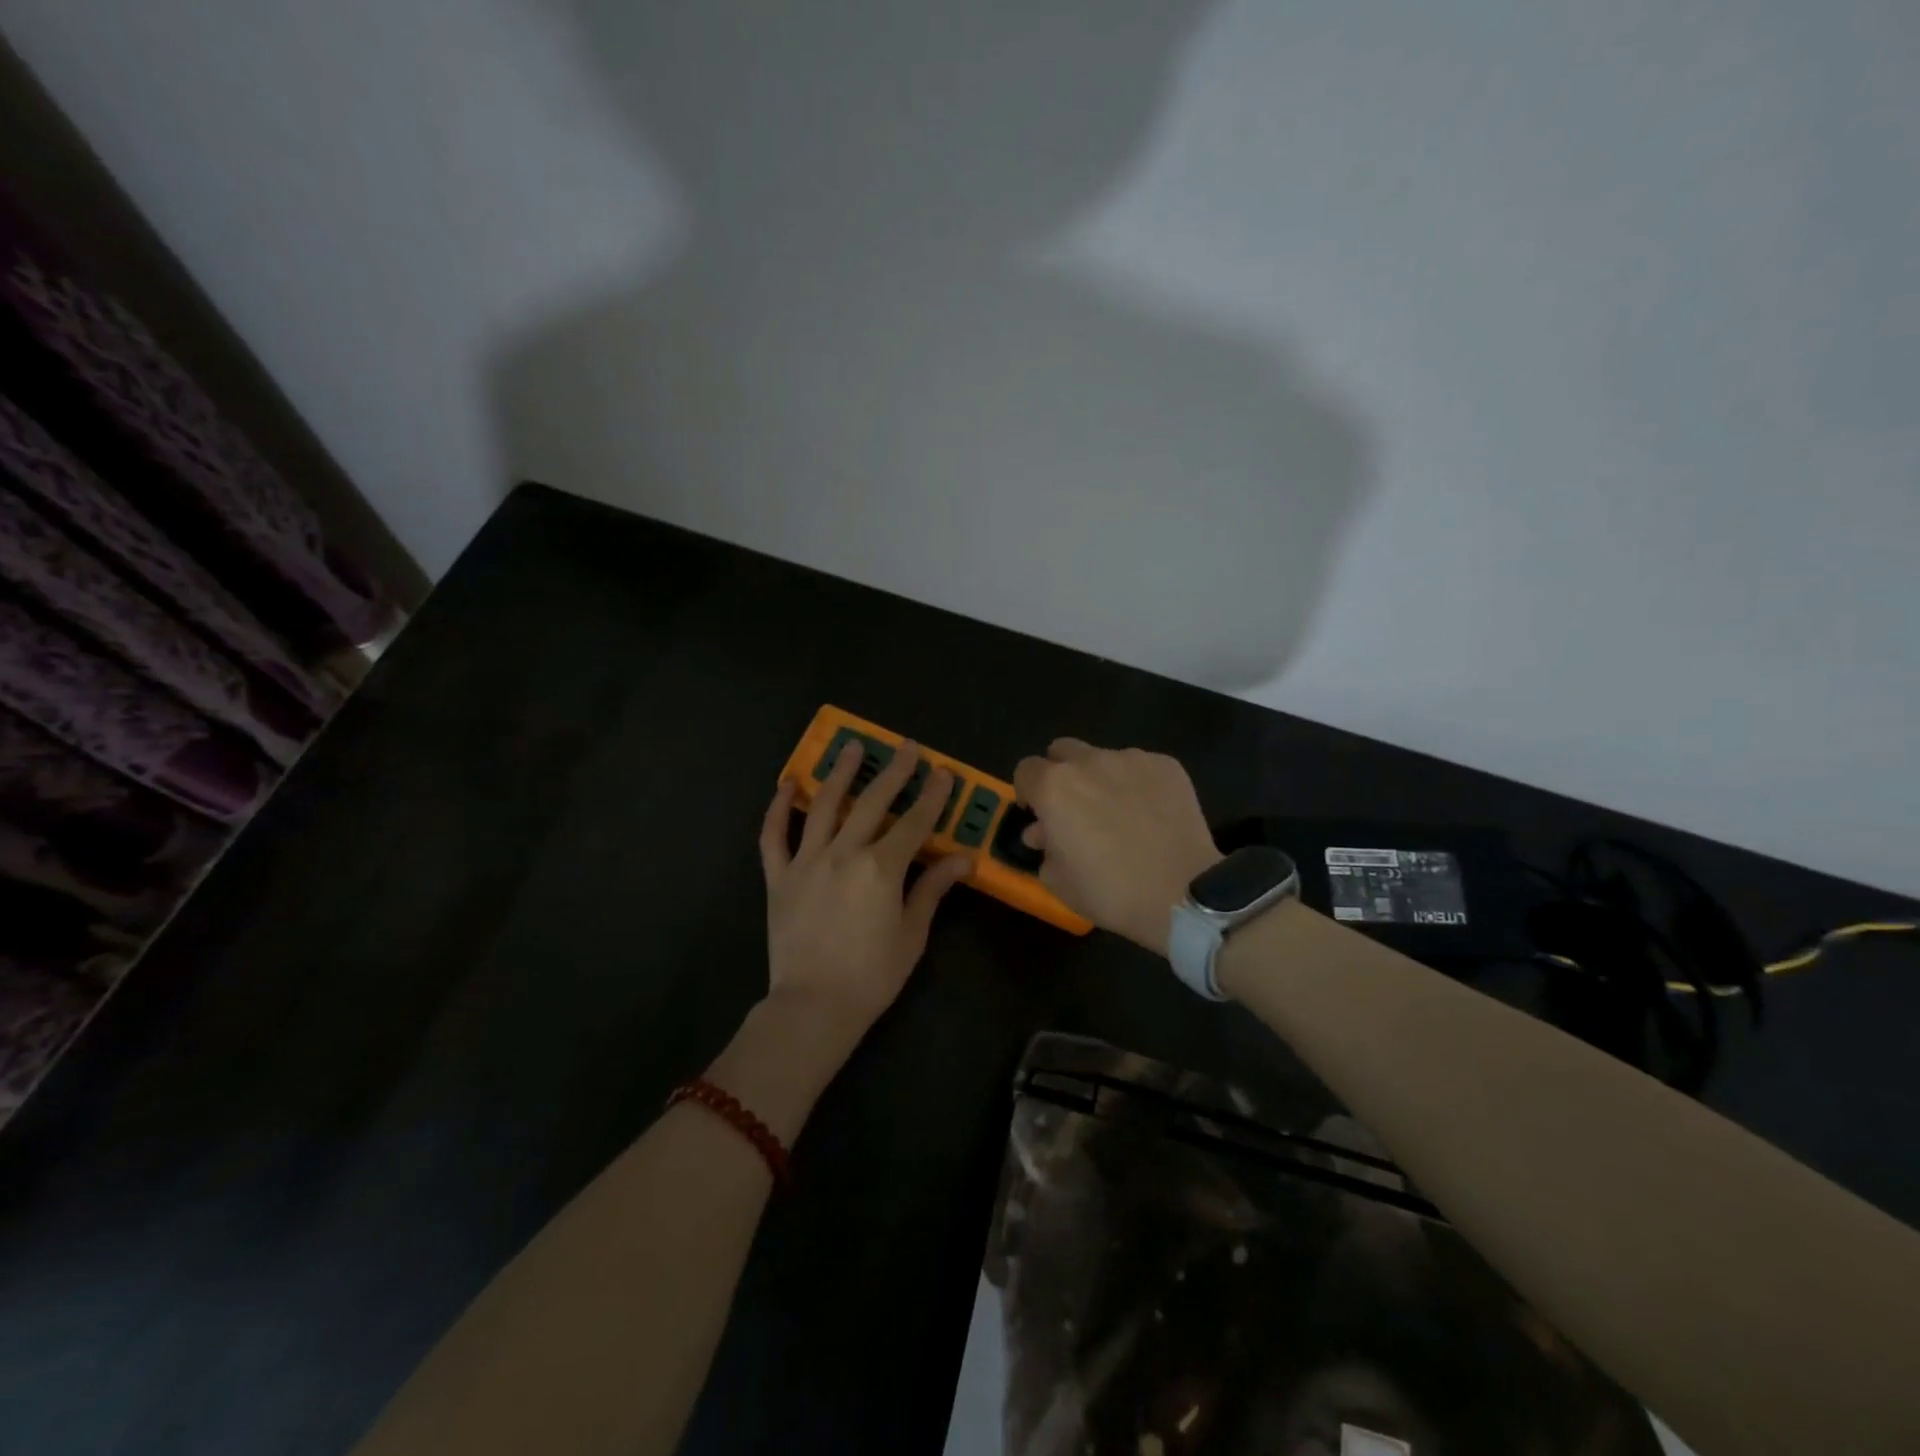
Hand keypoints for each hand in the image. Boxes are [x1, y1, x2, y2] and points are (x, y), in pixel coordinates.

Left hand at [757, 740, 970, 1062]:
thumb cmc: (872, 975)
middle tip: (905, 746)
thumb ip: (932, 888)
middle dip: (893, 771)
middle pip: (872, 802)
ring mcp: (806, 861)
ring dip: (839, 773)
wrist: (813, 1007)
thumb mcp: (912, 933)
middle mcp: (843, 853)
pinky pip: (774, 836)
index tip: (943, 772)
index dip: (932, 796)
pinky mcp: (778, 877)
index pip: (914, 822)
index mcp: (880, 868)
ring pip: (824, 806)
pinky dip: (778, 808)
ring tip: (850, 747)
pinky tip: (788, 784)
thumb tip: (962, 858)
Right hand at [1013, 739, 1220, 955]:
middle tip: (1074, 808)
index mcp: (1054, 787)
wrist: (1182, 894)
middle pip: (1062, 751)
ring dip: (1100, 779)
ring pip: (1103, 758)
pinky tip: (1150, 814)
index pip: (1025, 770)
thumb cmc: (1110, 891)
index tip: (1039, 815)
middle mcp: (1089, 762)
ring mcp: (1131, 759)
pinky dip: (1137, 784)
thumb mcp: (1057, 880)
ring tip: (1119, 813)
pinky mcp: (1166, 765)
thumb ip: (1043, 847)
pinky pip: (1139, 767)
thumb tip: (1043, 831)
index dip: (1028, 792)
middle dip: (1060, 773)